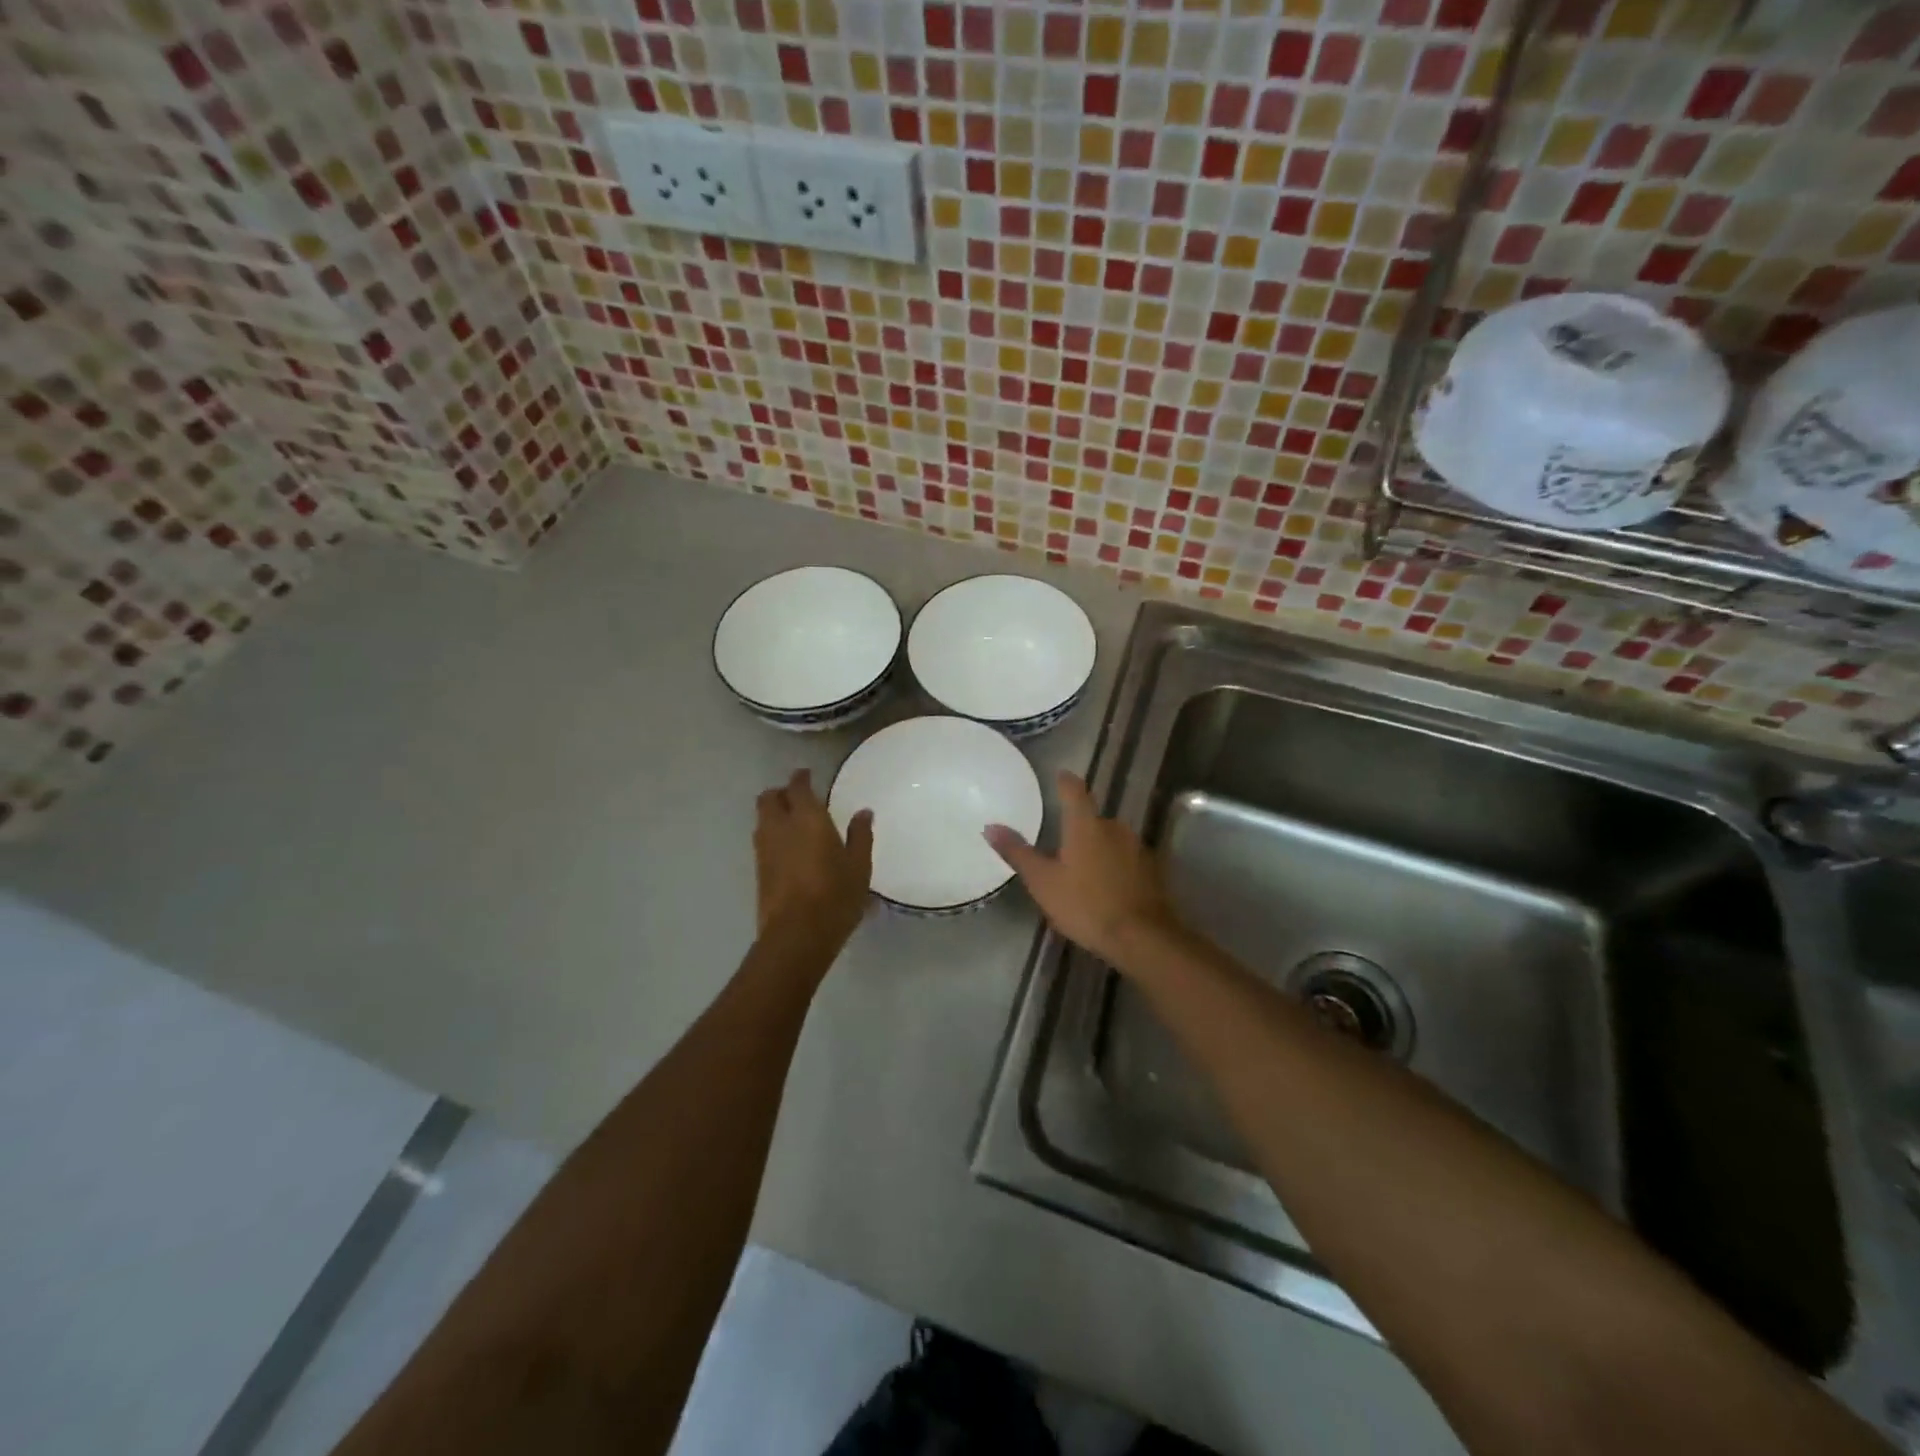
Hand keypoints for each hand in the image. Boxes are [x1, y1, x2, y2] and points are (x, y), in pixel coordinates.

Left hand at [754, 769, 872, 947]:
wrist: (797, 935)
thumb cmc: (835, 896)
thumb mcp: (859, 866)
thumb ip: (860, 835)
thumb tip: (863, 812)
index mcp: (807, 818)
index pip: (798, 786)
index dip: (802, 778)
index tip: (808, 775)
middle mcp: (780, 827)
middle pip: (769, 798)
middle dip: (781, 793)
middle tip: (798, 798)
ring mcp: (764, 849)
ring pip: (762, 819)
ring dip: (774, 814)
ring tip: (794, 823)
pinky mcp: (758, 871)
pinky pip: (762, 840)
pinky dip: (773, 836)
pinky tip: (790, 849)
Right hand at [984, 771, 1181, 965]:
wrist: (1143, 939)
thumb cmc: (1086, 905)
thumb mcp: (1043, 882)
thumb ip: (1017, 852)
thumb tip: (990, 826)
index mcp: (1086, 825)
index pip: (1074, 790)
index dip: (1065, 781)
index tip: (1059, 777)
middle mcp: (1115, 827)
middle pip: (1093, 818)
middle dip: (1080, 828)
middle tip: (1063, 846)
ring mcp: (1138, 848)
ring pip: (1112, 839)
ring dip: (1099, 849)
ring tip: (1084, 871)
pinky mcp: (1154, 870)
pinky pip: (1129, 860)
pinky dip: (1117, 867)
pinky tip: (1109, 887)